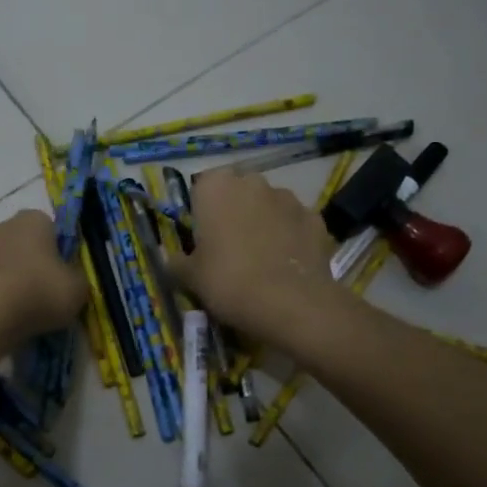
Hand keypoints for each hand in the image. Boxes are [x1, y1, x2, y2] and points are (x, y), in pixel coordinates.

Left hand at [0, 209, 86, 339]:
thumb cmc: (43, 289)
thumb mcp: (79, 286)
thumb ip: (76, 276)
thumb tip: (69, 278)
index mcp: (34, 219)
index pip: (52, 229)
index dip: (60, 250)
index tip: (65, 273)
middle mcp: (4, 226)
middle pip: (26, 242)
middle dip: (35, 260)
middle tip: (48, 288)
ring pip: (7, 261)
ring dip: (16, 276)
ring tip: (28, 305)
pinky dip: (1, 292)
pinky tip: (11, 312)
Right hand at [167, 169, 335, 343]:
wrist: (291, 304)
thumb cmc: (229, 282)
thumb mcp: (190, 277)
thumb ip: (177, 262)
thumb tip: (170, 257)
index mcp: (216, 187)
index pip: (201, 189)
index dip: (201, 214)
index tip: (202, 239)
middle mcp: (253, 182)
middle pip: (237, 192)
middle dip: (234, 213)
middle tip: (229, 248)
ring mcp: (288, 198)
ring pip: (268, 205)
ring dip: (263, 222)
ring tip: (261, 259)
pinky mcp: (315, 218)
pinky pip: (294, 223)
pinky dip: (289, 237)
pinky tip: (286, 264)